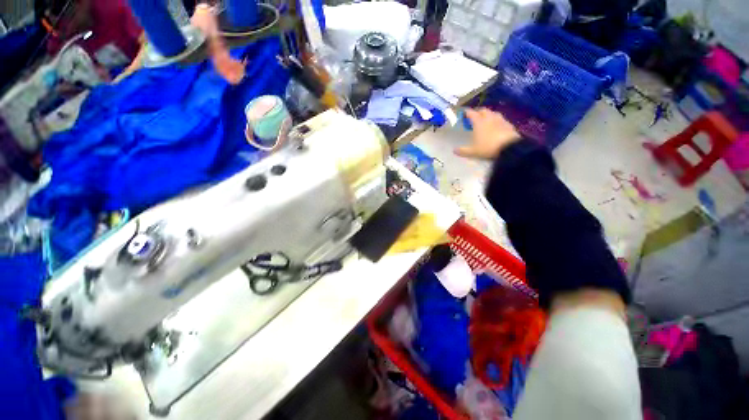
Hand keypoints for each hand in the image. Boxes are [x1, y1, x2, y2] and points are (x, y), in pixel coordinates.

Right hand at [455, 108, 520, 159]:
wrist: (509, 148)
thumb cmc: (487, 148)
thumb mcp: (473, 152)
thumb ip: (463, 150)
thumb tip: (454, 150)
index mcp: (479, 122)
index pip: (471, 113)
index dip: (466, 112)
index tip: (463, 113)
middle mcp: (489, 118)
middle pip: (483, 110)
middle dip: (477, 112)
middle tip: (474, 117)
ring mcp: (500, 120)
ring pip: (492, 113)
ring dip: (487, 115)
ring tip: (485, 121)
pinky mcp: (508, 124)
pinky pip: (500, 119)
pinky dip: (495, 121)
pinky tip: (495, 127)